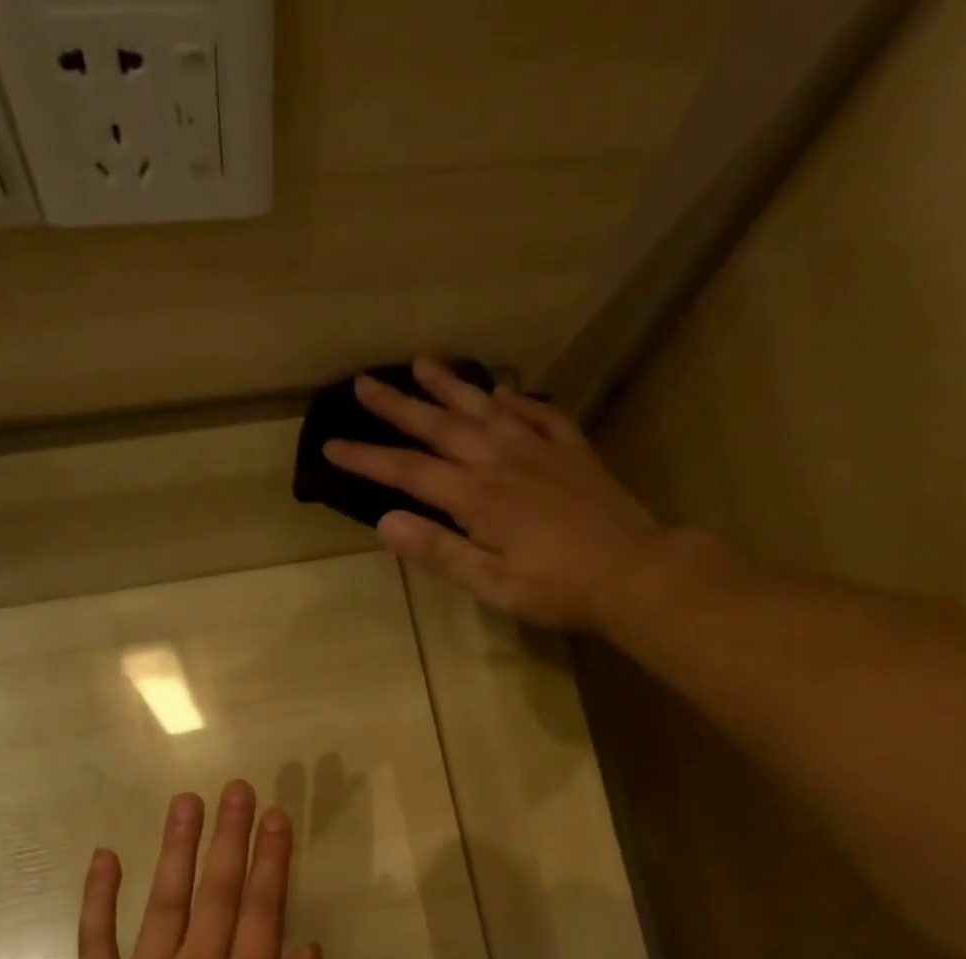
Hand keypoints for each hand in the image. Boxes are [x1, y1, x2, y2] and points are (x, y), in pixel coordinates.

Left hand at [57, 780, 325, 958]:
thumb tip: (308, 948)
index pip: (263, 908)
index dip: (271, 858)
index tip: (276, 815)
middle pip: (218, 890)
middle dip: (230, 835)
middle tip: (237, 788)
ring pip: (166, 900)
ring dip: (177, 847)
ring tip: (186, 801)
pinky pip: (97, 938)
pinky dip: (99, 896)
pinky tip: (105, 856)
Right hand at [322, 357, 663, 630]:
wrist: (632, 572)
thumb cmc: (556, 588)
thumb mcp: (490, 582)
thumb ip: (439, 550)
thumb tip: (385, 522)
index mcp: (476, 497)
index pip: (408, 472)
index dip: (368, 458)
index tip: (332, 445)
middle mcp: (501, 461)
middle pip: (440, 427)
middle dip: (398, 406)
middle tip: (363, 382)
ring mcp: (539, 450)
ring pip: (485, 409)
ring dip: (450, 386)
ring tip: (422, 363)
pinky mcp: (571, 452)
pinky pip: (538, 414)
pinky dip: (515, 400)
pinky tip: (501, 391)